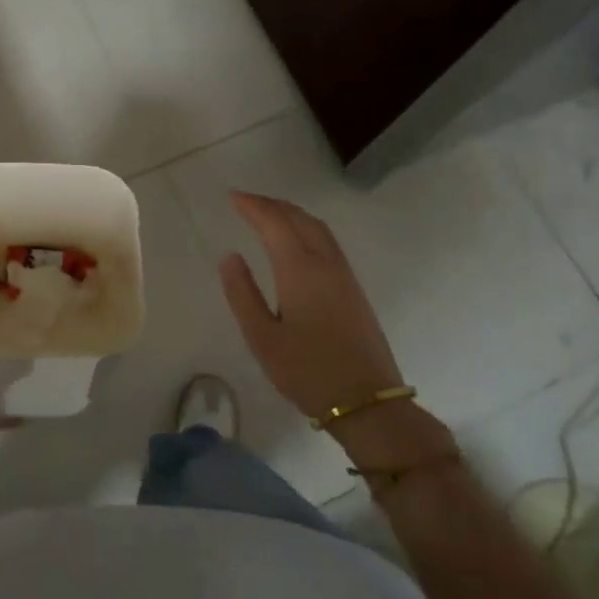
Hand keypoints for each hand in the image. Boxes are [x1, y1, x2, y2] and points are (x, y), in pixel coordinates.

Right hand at [218, 191, 404, 424]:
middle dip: (272, 204)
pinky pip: (328, 242)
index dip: (253, 206)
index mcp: (300, 271)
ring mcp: (344, 275)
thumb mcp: (262, 338)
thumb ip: (243, 293)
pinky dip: (307, 228)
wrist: (367, 402)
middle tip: (246, 201)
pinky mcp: (354, 289)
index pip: (275, 223)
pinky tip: (297, 240)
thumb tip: (231, 256)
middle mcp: (325, 264)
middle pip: (299, 218)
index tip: (233, 196)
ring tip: (269, 213)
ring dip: (292, 213)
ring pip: (318, 228)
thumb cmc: (307, 372)